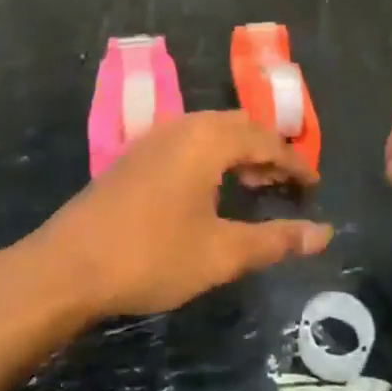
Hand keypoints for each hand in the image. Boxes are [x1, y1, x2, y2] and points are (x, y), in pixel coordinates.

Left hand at [27, 111, 332, 320]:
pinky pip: (189, 140)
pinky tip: (211, 188)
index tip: (315, 186)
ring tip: (256, 185)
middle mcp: (184, 125)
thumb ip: (275, 240)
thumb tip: (324, 234)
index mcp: (208, 139)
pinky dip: (213, 155)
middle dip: (268, 151)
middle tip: (287, 185)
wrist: (67, 265)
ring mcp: (155, 136)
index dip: (295, 164)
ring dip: (239, 152)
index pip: (266, 141)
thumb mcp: (220, 253)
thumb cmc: (151, 255)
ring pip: (212, 130)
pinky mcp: (136, 153)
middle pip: (239, 126)